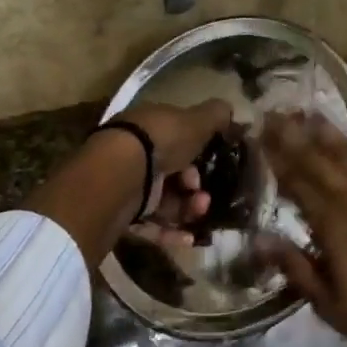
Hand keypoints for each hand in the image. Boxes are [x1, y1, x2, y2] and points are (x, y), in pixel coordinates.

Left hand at [117, 99, 233, 250]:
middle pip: (171, 171)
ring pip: (164, 199)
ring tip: (200, 211)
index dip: (197, 150)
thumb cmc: (161, 140)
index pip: (176, 136)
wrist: (119, 173)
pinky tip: (189, 238)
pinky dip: (170, 231)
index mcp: (150, 125)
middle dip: (194, 184)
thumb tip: (228, 109)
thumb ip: (214, 116)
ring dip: (187, 208)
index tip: (211, 161)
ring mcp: (127, 182)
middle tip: (204, 193)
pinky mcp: (121, 211)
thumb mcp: (195, 121)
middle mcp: (135, 151)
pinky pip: (150, 223)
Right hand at [258, 101, 346, 346]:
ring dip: (327, 130)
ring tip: (307, 110)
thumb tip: (257, 238)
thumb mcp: (331, 306)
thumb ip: (295, 267)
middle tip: (272, 112)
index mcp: (332, 226)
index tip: (257, 135)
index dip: (275, 159)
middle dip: (292, 137)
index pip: (296, 184)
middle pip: (317, 162)